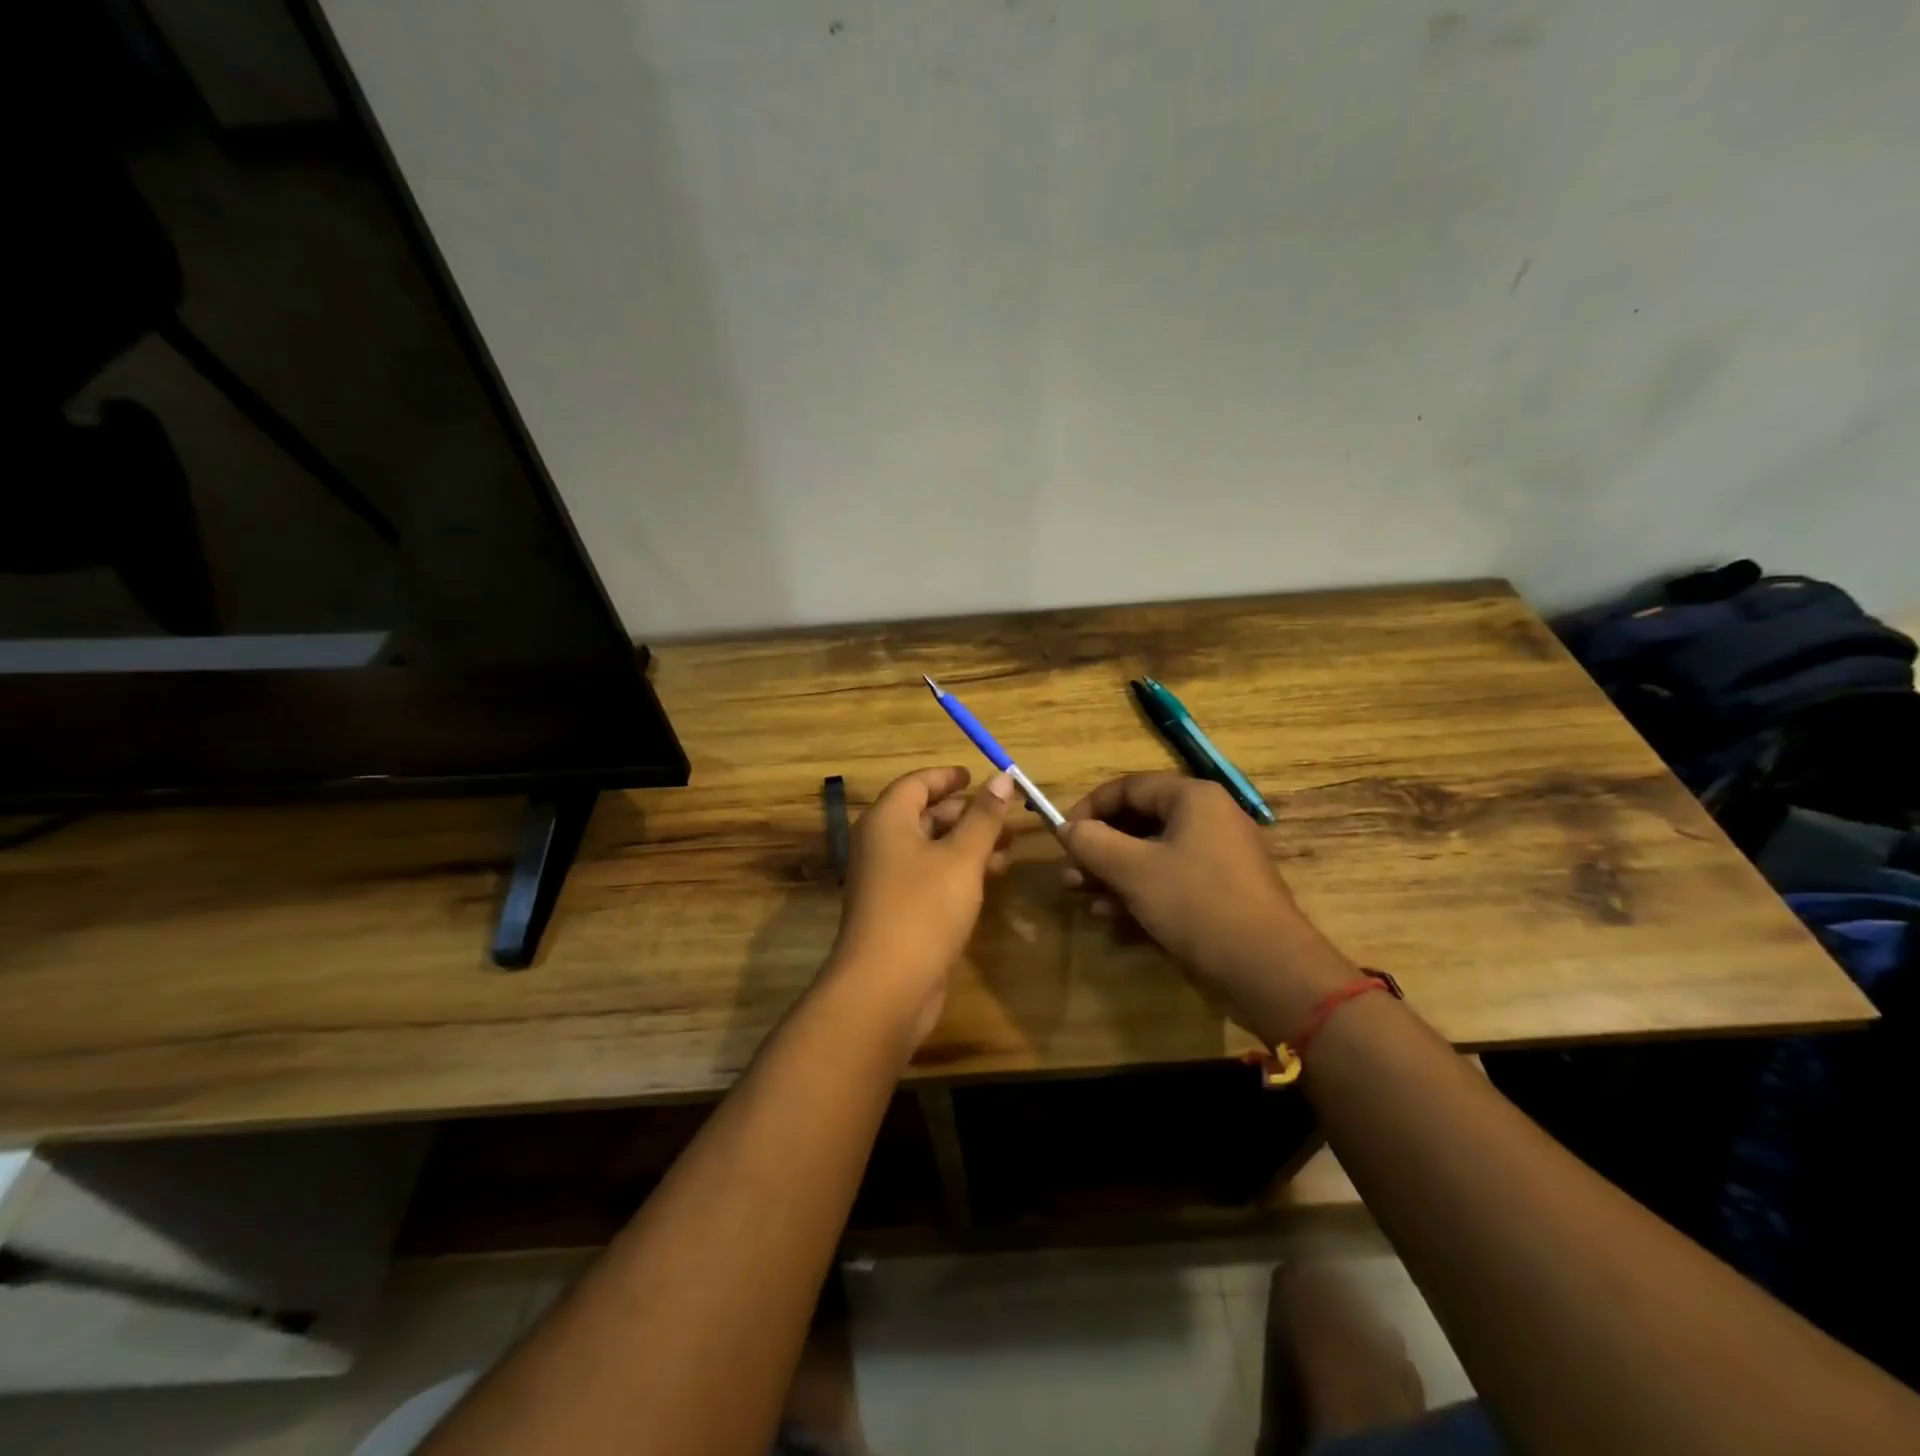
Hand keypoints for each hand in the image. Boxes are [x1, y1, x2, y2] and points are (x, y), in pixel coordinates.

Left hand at [826, 765, 1015, 1049]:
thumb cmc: (923, 909)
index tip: (976, 775)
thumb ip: (984, 817)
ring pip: (930, 848)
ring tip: (1008, 847)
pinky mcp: (896, 910)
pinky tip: (990, 878)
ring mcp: (885, 879)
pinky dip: (957, 870)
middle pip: (923, 815)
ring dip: (967, 843)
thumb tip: (1001, 778)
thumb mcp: (961, 857)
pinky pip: (929, 876)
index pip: (916, 783)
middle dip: (965, 813)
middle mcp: (880, 844)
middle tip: (1003, 815)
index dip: (947, 777)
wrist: (886, 986)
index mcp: (887, 821)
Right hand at [1060, 774, 1355, 1043]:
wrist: (1267, 969)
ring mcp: (1218, 858)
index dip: (1089, 808)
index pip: (1128, 787)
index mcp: (1193, 799)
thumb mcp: (1133, 870)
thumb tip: (1067, 828)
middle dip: (1099, 849)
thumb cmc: (1196, 904)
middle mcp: (1209, 819)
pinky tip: (1114, 919)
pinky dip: (1140, 895)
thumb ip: (1092, 842)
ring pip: (1151, 856)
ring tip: (1084, 899)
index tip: (1062, 837)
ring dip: (1114, 875)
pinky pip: (1170, 882)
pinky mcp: (1221, 893)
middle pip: (1139, 822)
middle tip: (1070, 876)